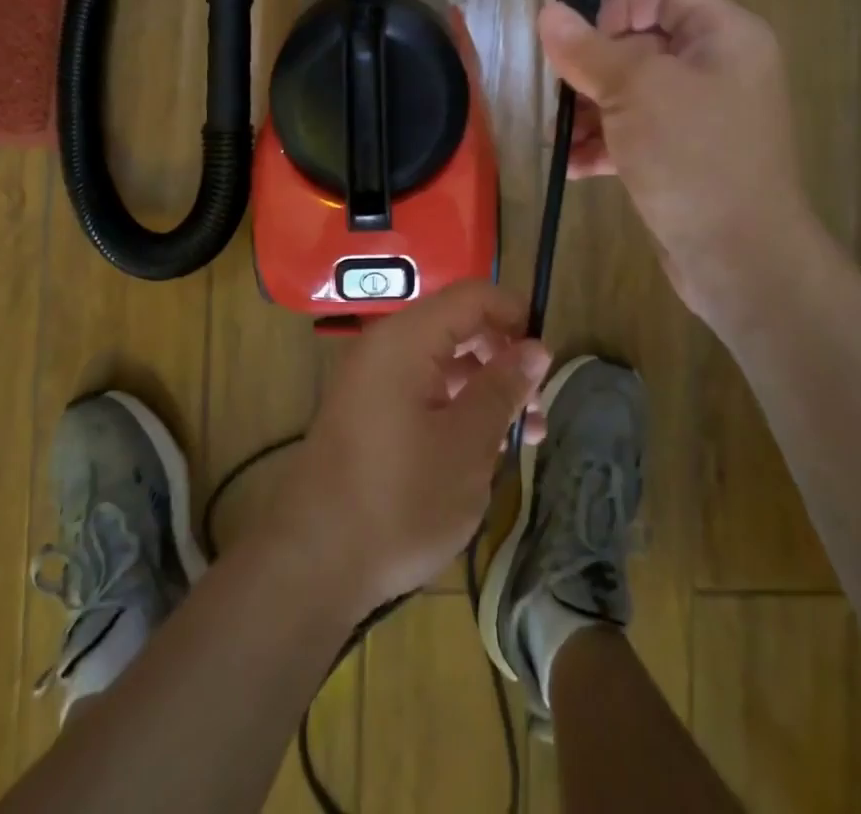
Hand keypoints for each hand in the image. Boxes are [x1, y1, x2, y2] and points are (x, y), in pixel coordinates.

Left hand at [266, 282, 550, 617]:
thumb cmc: (400, 499)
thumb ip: (503, 387)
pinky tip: (483, 450)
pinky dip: (457, 407)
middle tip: (537, 408)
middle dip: (504, 359)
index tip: (548, 358)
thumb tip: (537, 347)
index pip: (472, 296)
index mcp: (406, 339)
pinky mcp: (368, 413)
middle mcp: (385, 347)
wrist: (312, 565)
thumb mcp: (468, 443)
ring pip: (443, 363)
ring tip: (524, 438)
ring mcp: (372, 380)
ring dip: (486, 389)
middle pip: (458, 327)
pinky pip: (422, 390)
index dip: (515, 314)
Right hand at [536, 0, 833, 327]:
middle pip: (643, 46)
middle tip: (560, 95)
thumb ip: (587, 51)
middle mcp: (719, 70)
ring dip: (591, 112)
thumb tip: (548, 14)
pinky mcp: (687, 158)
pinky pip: (640, 134)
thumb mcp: (633, 92)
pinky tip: (574, 167)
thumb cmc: (691, 155)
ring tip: (558, 138)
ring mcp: (704, 118)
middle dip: (593, 71)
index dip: (617, 9)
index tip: (577, 43)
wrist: (740, 256)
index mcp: (725, 37)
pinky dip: (608, 145)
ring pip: (635, 95)